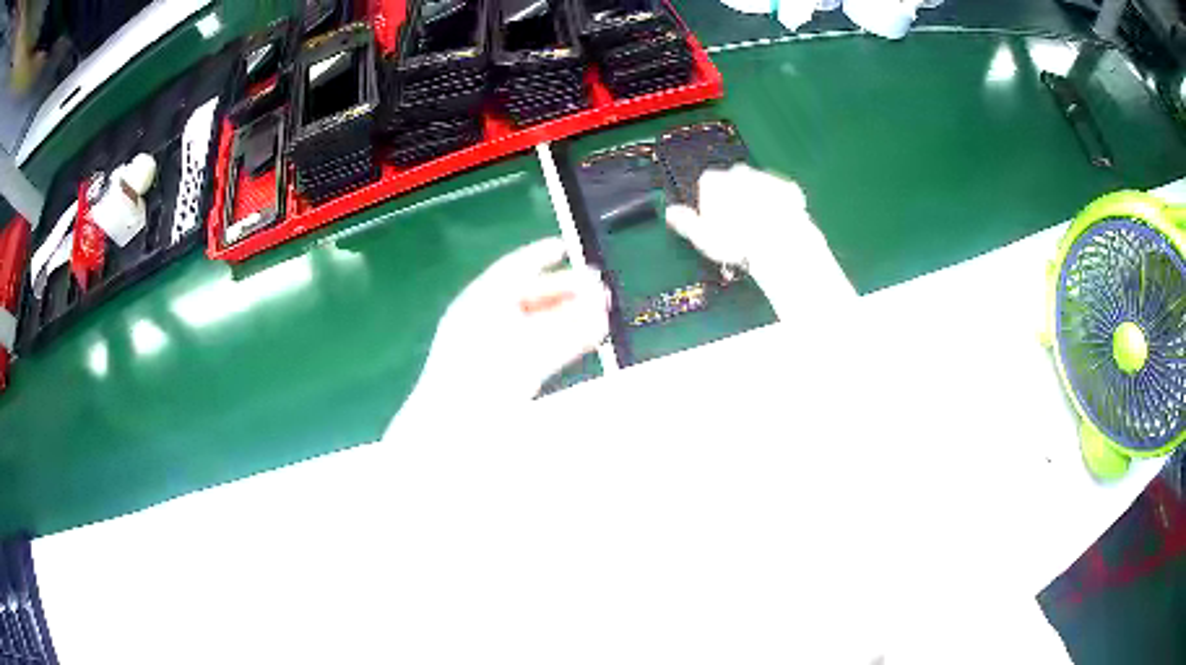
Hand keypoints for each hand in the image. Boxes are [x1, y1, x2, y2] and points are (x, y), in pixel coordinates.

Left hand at [411, 237, 609, 407]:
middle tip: (601, 289)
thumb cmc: (482, 384)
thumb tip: (599, 309)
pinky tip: (587, 338)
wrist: (453, 433)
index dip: (539, 257)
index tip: (566, 248)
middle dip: (565, 292)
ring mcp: (494, 350)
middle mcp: (485, 321)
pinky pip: (539, 348)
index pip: (512, 271)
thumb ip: (565, 332)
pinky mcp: (505, 374)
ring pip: (538, 325)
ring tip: (603, 314)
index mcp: (478, 304)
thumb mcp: (525, 352)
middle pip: (528, 298)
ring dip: (570, 318)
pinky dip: (563, 341)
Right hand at [665, 165, 855, 316]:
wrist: (779, 243)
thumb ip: (685, 222)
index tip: (715, 225)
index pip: (706, 188)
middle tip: (738, 230)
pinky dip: (780, 208)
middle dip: (735, 201)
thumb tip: (671, 213)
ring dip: (757, 204)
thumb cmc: (736, 242)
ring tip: (759, 233)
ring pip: (757, 189)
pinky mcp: (787, 188)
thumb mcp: (702, 237)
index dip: (710, 207)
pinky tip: (778, 227)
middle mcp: (738, 172)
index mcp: (713, 181)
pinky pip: (780, 197)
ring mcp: (765, 177)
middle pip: (732, 185)